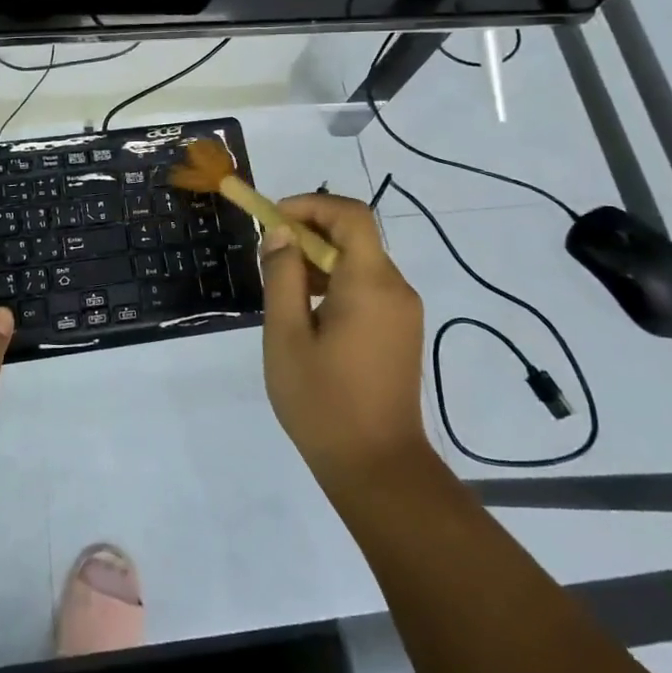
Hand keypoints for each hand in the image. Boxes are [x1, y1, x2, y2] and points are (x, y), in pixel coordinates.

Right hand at [260, 194, 427, 488]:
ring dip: (320, 258)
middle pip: (355, 235)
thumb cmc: (323, 401)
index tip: (273, 220)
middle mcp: (395, 288)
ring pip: (360, 261)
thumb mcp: (286, 335)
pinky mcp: (401, 331)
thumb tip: (280, 233)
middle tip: (268, 255)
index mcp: (370, 283)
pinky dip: (336, 282)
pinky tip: (307, 313)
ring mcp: (403, 311)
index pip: (350, 214)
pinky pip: (367, 287)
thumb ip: (282, 276)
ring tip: (281, 286)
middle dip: (308, 231)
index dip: (310, 204)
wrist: (378, 468)